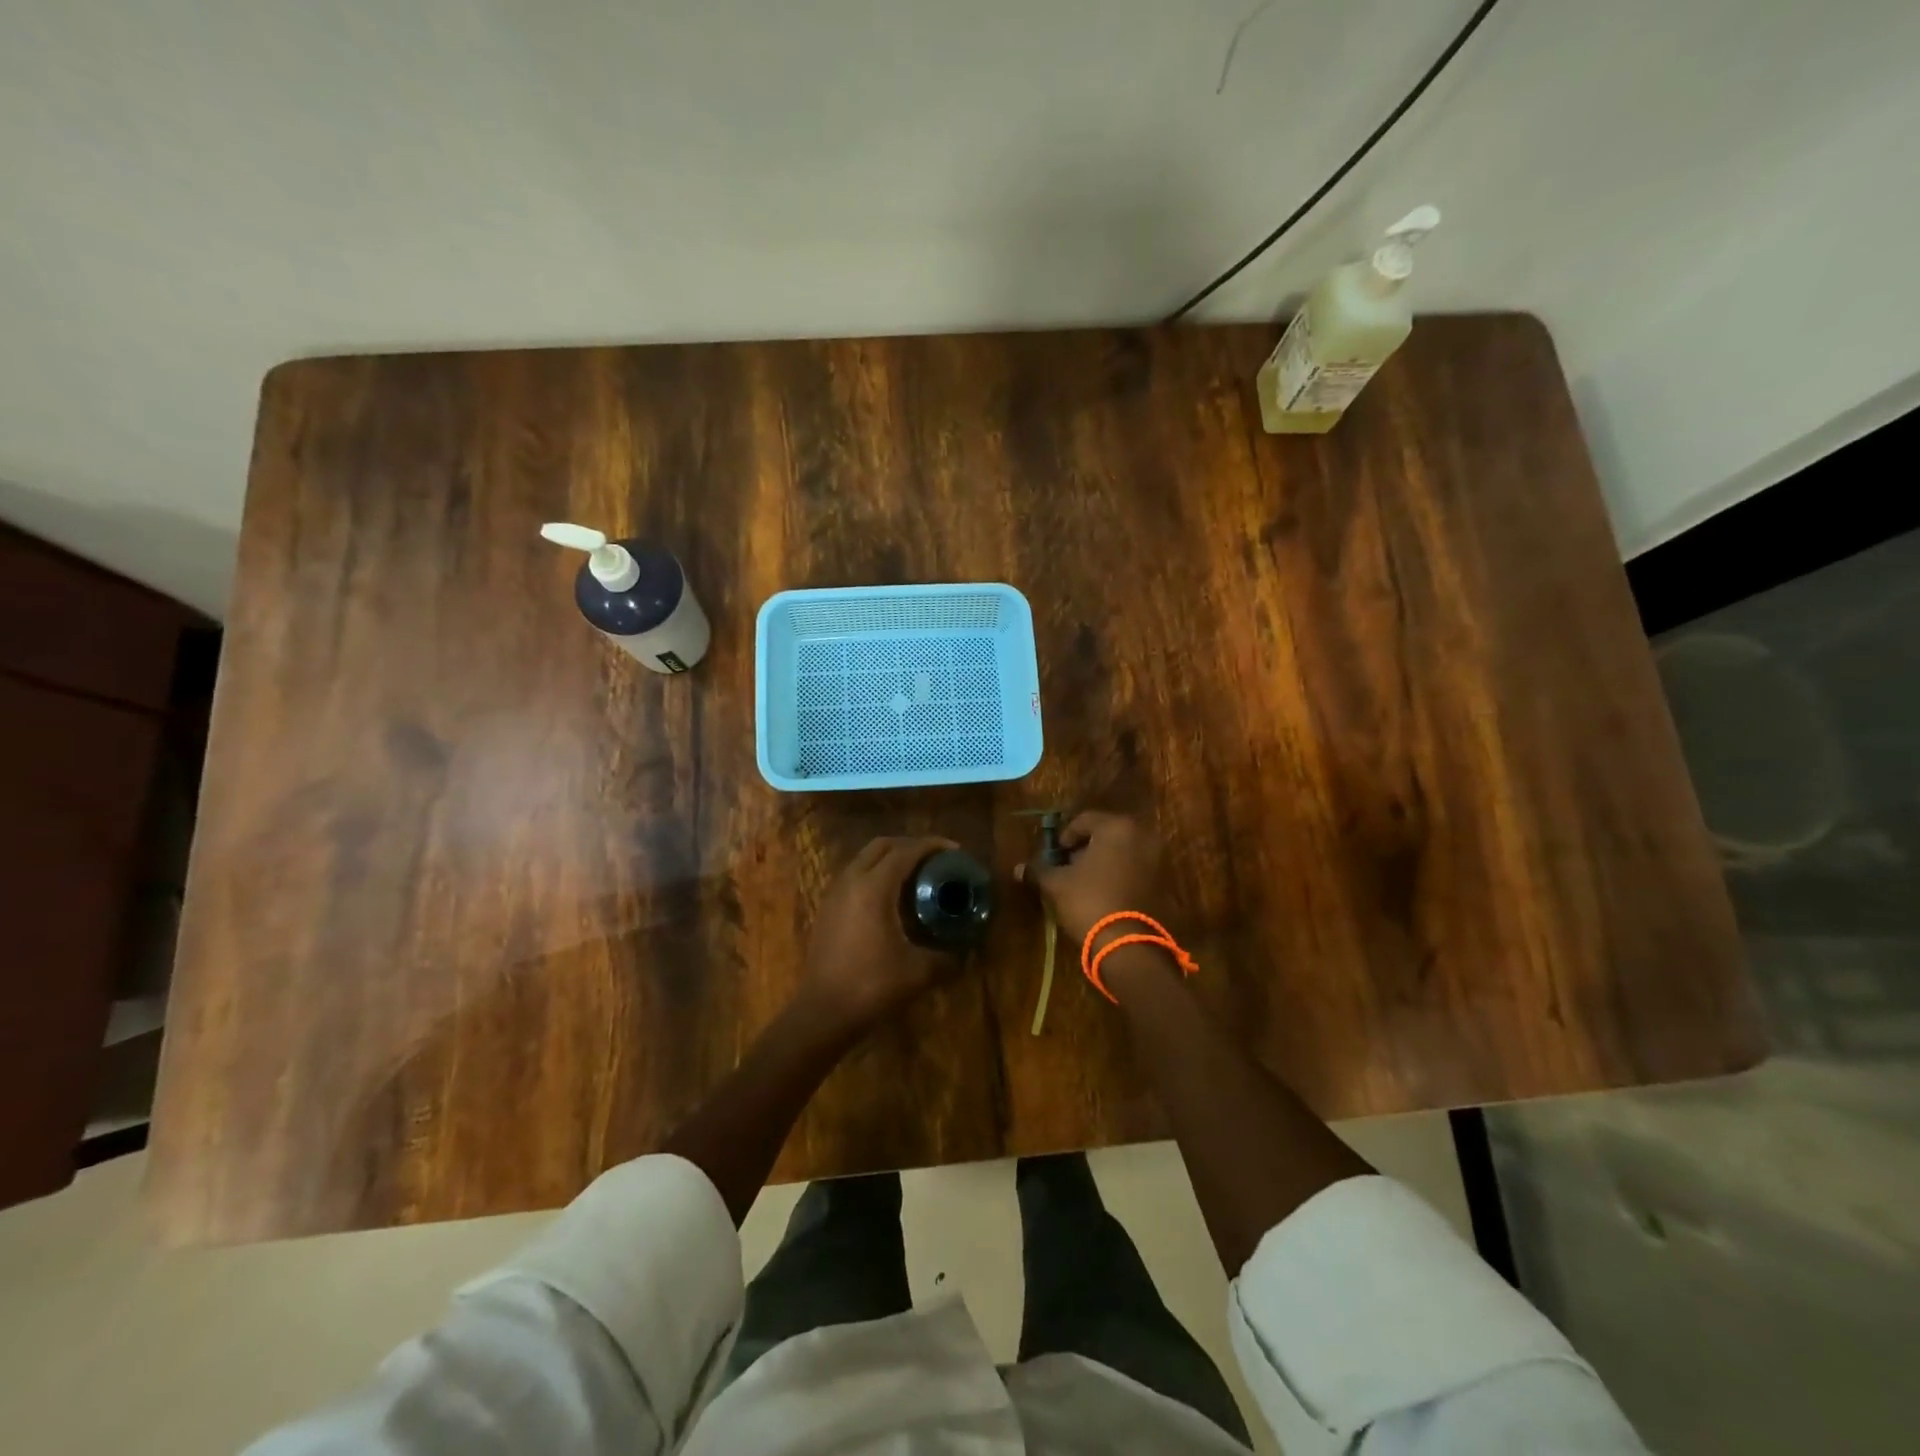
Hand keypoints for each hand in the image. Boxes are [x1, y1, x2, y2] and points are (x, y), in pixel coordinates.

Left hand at [803, 835, 964, 1031]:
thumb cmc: (872, 986)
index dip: (932, 846)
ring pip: (865, 859)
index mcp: (874, 887)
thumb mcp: (919, 972)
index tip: (955, 850)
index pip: (906, 851)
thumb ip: (948, 957)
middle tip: (936, 859)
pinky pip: (855, 875)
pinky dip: (876, 873)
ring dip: (891, 858)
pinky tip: (892, 897)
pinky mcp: (827, 908)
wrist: (823, 1012)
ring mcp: (835, 893)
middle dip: (910, 845)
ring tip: (917, 874)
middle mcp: (851, 880)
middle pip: (882, 846)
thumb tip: (969, 952)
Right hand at [1016, 811, 1166, 948]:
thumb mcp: (1056, 885)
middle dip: (1085, 849)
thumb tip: (1019, 868)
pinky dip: (1120, 875)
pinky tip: (1104, 894)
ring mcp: (1157, 859)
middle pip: (1106, 834)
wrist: (1129, 946)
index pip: (1083, 821)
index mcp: (1116, 827)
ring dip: (1103, 862)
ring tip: (1084, 884)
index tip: (1054, 856)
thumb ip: (1038, 870)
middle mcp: (1142, 836)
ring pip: (1122, 852)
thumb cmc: (1089, 902)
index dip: (1064, 837)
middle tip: (1068, 868)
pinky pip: (1136, 870)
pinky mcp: (1164, 883)